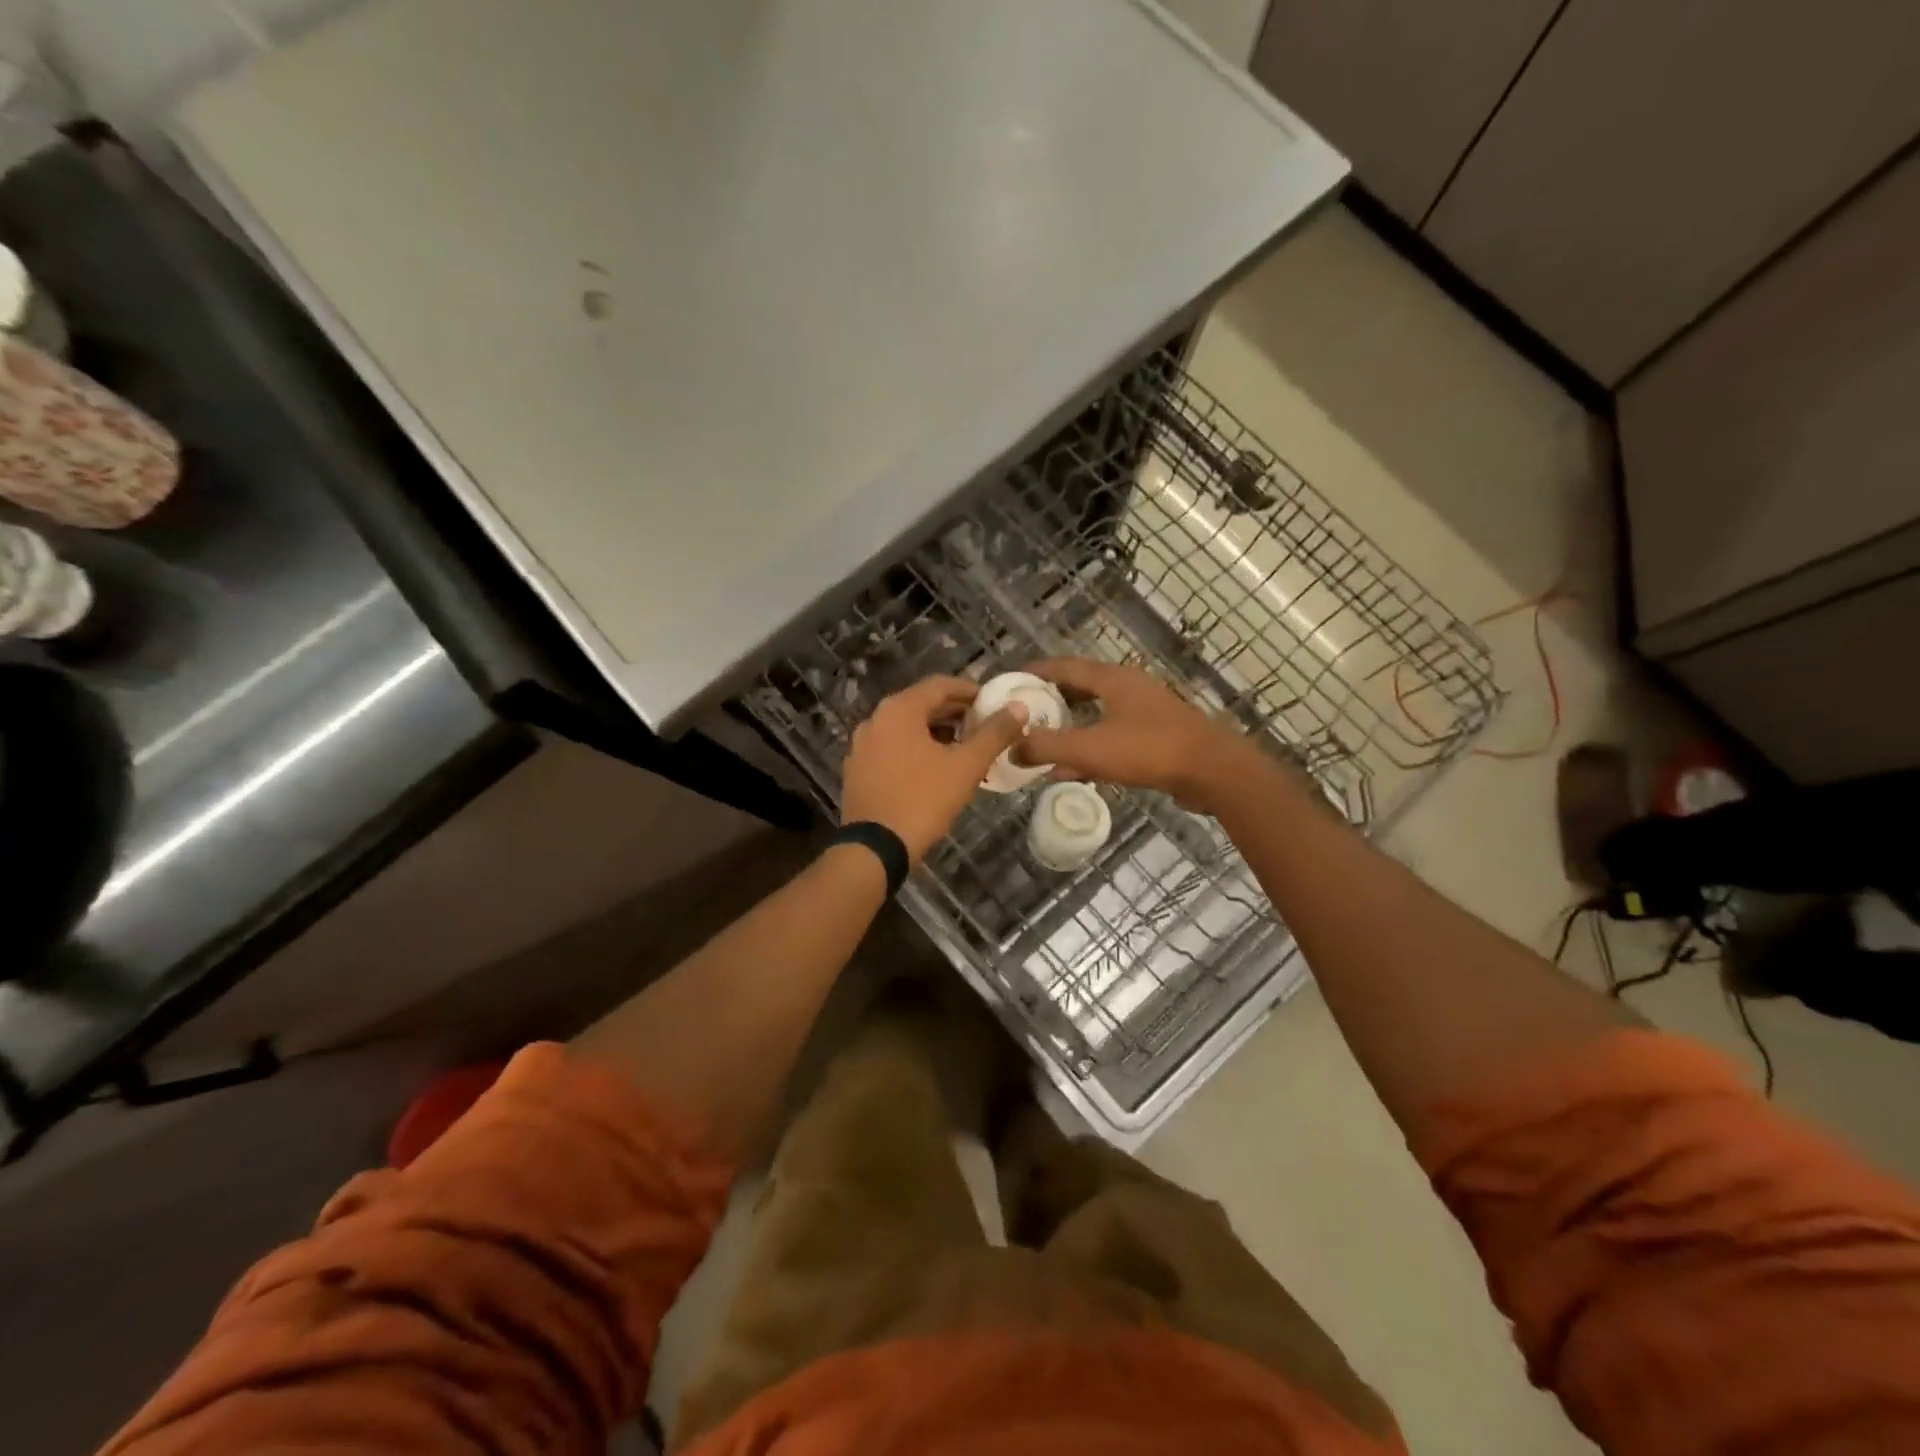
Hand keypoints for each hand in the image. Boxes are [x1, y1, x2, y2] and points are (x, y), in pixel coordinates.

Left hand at [842, 676, 1029, 863]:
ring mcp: (862, 746)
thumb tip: (1019, 707)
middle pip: (921, 705)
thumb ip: (994, 733)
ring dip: (937, 732)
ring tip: (966, 748)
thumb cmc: (923, 800)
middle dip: (955, 713)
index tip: (992, 702)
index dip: (970, 690)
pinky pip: (892, 748)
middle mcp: (875, 720)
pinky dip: (916, 749)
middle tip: (984, 725)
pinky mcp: (858, 770)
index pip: (940, 685)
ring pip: (906, 728)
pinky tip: (936, 769)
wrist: (875, 849)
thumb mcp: (966, 766)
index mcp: (899, 710)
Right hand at [1013, 658, 1260, 813]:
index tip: (1011, 679)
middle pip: (1081, 686)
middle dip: (1051, 698)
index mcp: (1112, 679)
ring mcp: (1146, 711)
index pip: (1065, 666)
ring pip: (1097, 713)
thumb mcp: (1089, 748)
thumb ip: (1047, 747)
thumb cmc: (1148, 749)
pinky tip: (1074, 769)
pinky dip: (1090, 746)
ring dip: (1070, 725)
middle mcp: (1129, 687)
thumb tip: (1012, 749)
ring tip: (1043, 739)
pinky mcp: (1157, 736)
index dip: (1036, 671)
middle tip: (1024, 711)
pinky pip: (1112, 735)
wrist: (1212, 771)